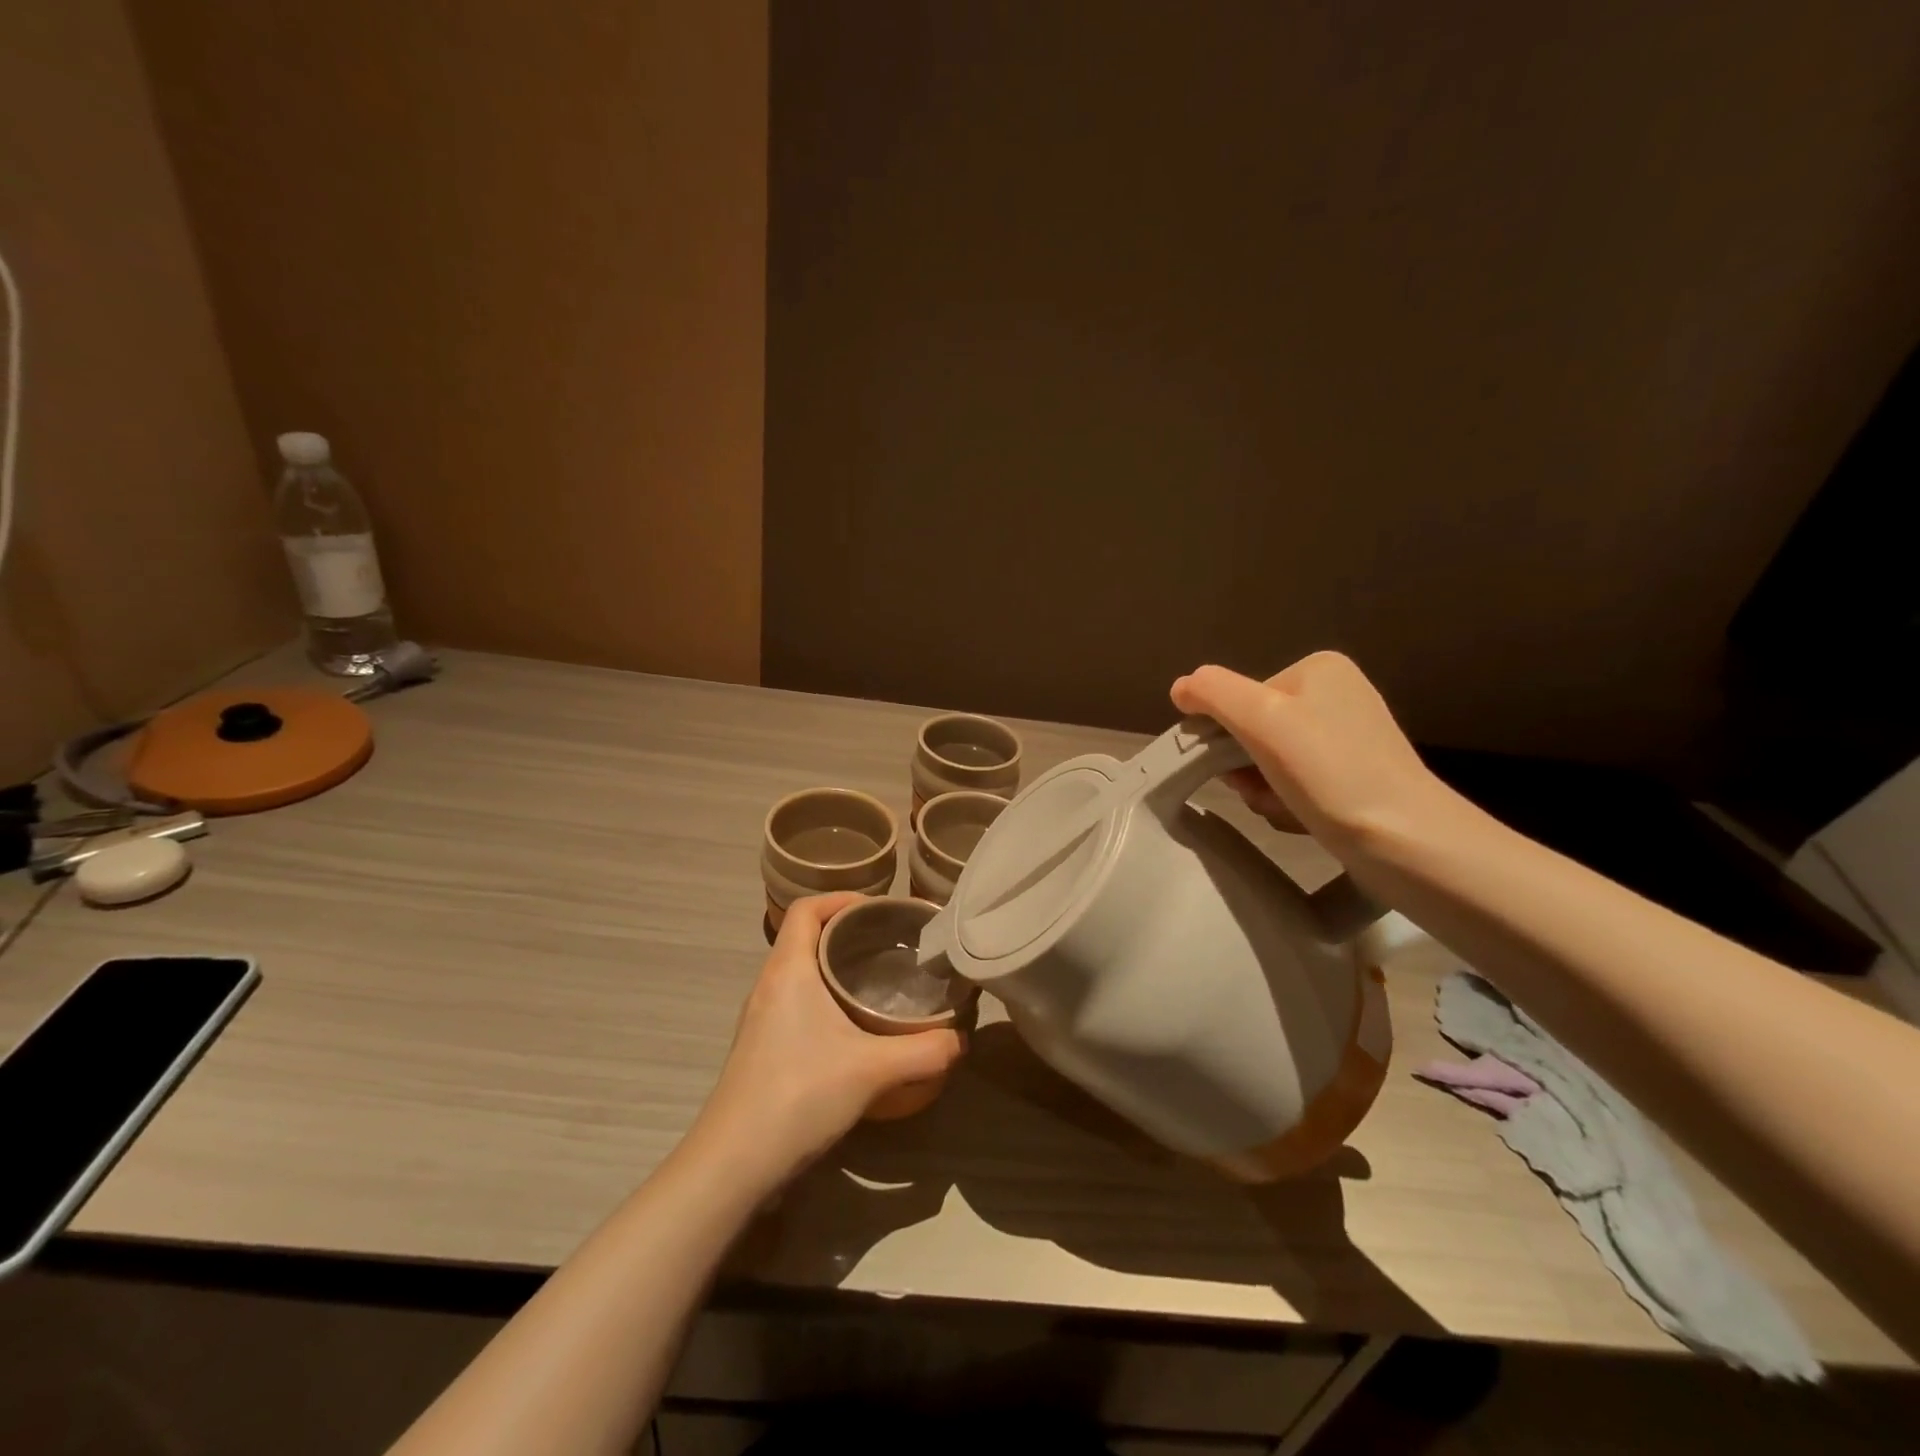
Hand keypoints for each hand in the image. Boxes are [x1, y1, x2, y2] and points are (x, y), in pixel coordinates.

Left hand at [691, 893, 964, 1190]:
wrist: (733, 1163)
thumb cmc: (799, 1094)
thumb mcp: (873, 1070)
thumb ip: (925, 1051)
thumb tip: (961, 1039)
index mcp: (788, 969)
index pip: (806, 909)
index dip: (841, 899)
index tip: (879, 910)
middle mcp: (769, 984)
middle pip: (805, 936)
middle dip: (847, 932)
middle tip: (891, 944)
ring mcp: (761, 1018)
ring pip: (800, 971)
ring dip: (835, 967)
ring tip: (878, 981)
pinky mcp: (761, 1048)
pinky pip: (795, 1002)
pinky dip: (825, 998)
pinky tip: (853, 1028)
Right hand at [1170, 652, 1448, 856]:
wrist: (1406, 841)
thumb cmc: (1330, 772)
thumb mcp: (1260, 718)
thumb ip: (1213, 692)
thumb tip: (1181, 687)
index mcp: (1318, 670)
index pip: (1239, 700)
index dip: (1226, 737)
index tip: (1236, 770)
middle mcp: (1336, 696)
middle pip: (1253, 731)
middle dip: (1246, 769)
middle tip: (1259, 793)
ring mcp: (1348, 738)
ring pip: (1270, 762)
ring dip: (1264, 790)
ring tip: (1285, 809)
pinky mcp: (1354, 777)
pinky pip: (1295, 783)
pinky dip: (1288, 803)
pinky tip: (1302, 819)